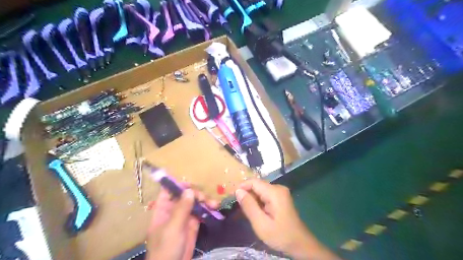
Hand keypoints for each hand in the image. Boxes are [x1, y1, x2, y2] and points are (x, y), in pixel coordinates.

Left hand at [147, 187, 219, 259]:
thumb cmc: (166, 248)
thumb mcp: (173, 227)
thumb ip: (181, 208)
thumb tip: (189, 190)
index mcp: (163, 209)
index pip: (168, 192)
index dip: (178, 186)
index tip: (191, 185)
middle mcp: (174, 211)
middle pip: (185, 196)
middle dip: (196, 195)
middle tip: (205, 199)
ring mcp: (184, 218)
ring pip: (194, 204)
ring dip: (205, 202)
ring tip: (215, 205)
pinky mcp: (193, 225)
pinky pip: (201, 213)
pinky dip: (208, 211)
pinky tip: (215, 210)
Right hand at [236, 179, 338, 259]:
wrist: (300, 244)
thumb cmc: (280, 235)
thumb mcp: (261, 224)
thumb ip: (249, 206)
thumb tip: (238, 191)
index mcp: (274, 192)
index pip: (253, 182)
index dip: (242, 187)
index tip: (233, 199)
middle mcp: (278, 188)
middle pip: (257, 186)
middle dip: (247, 195)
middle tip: (241, 210)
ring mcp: (280, 192)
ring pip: (260, 191)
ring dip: (252, 199)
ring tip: (249, 213)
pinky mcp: (280, 197)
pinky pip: (265, 195)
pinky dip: (258, 202)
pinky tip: (257, 213)